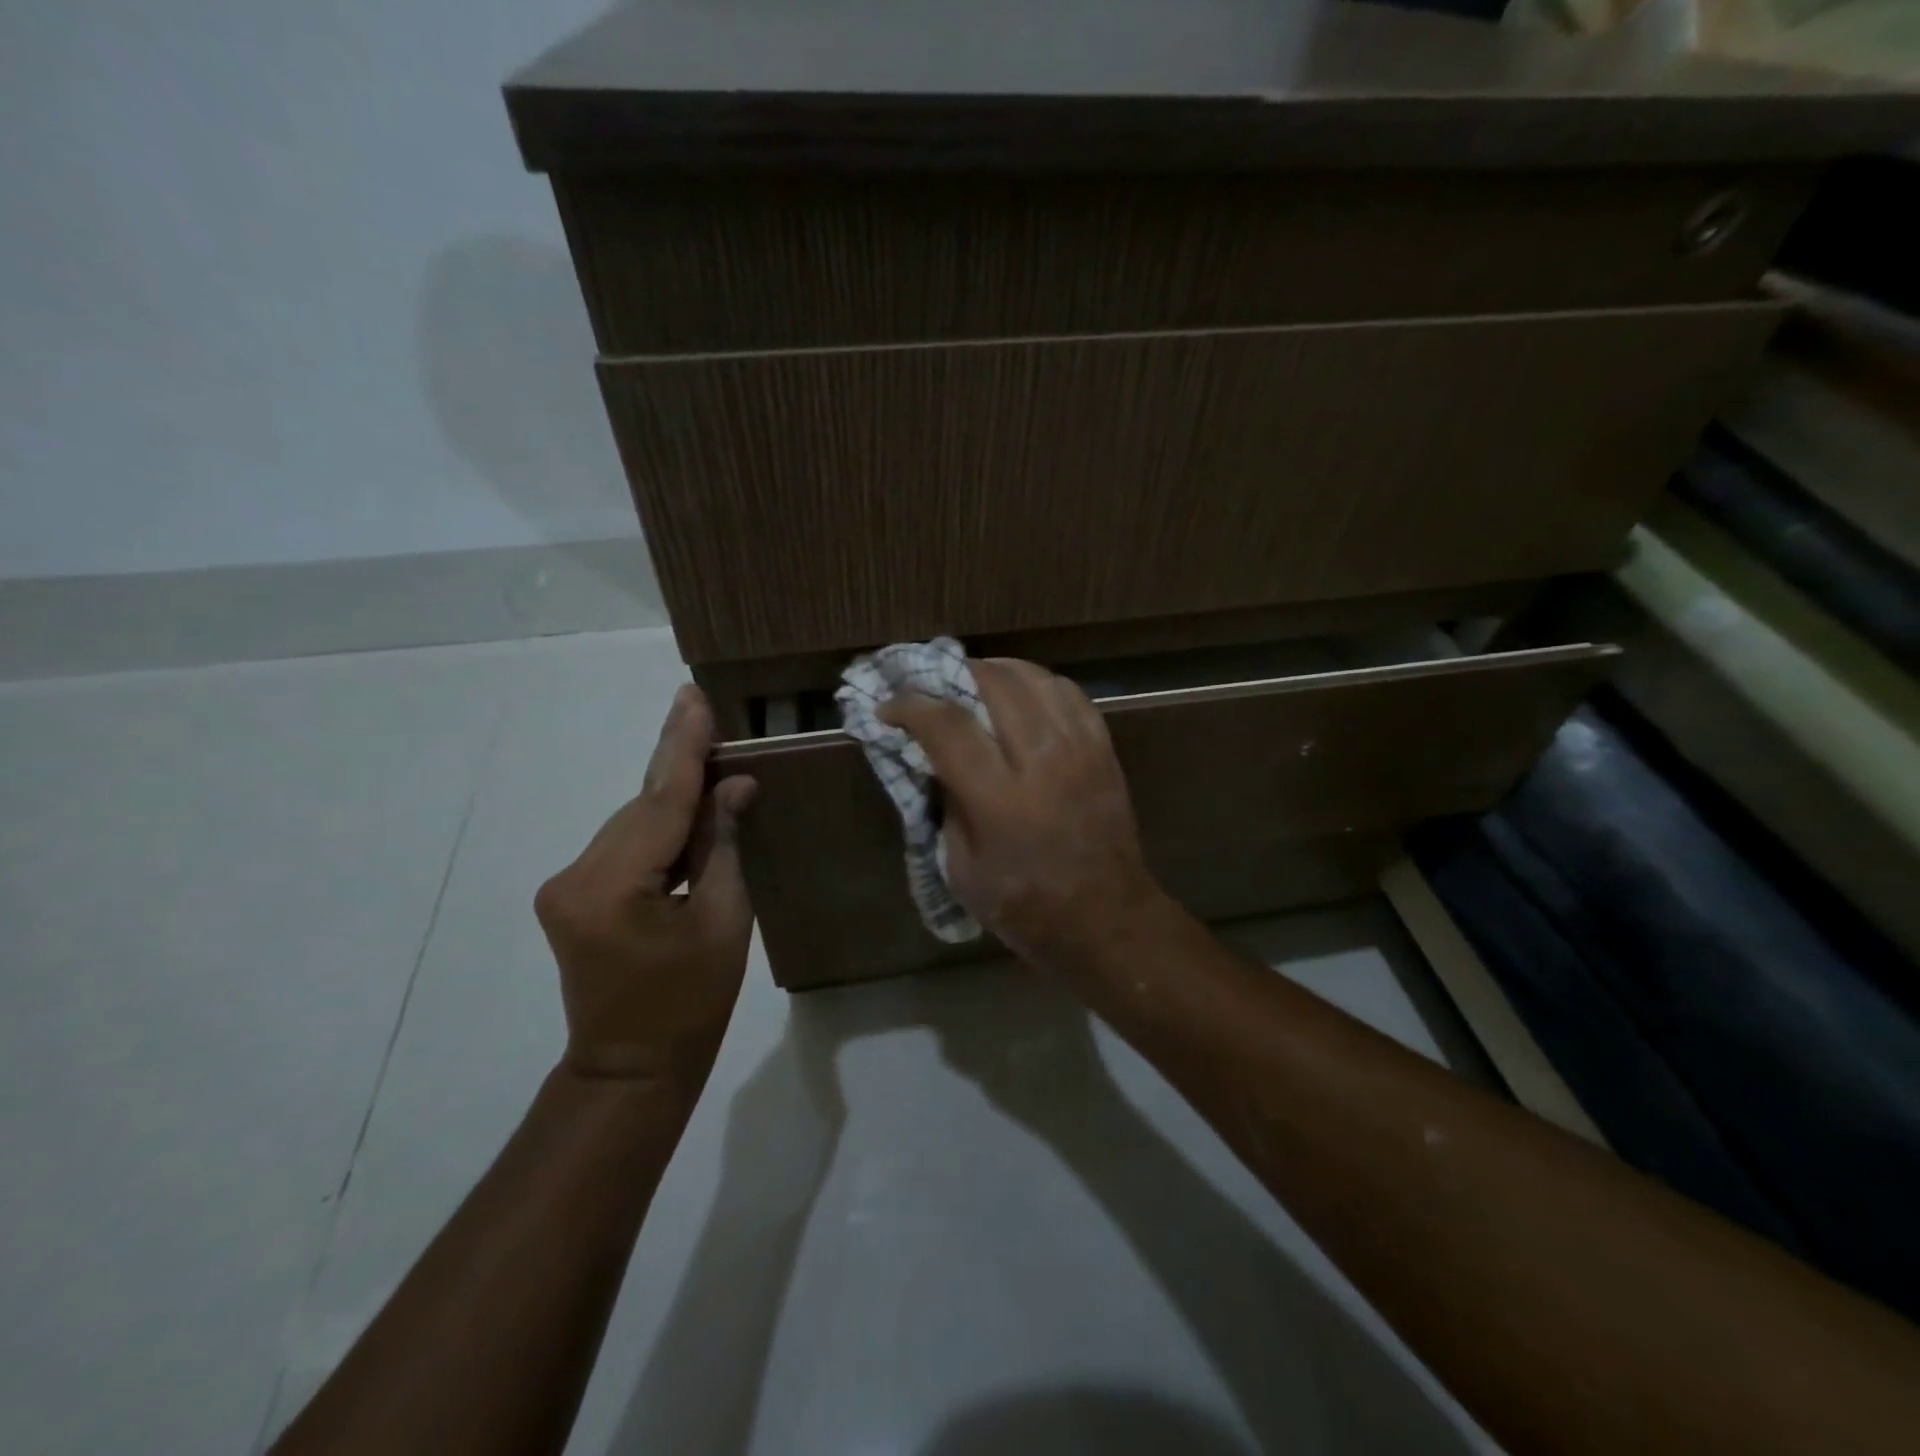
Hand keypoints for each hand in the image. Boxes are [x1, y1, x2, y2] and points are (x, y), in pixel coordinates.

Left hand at [534, 685, 757, 1087]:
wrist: (630, 1068)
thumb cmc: (691, 1003)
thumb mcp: (723, 921)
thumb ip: (724, 846)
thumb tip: (736, 786)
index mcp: (612, 886)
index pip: (660, 801)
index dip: (684, 747)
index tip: (693, 697)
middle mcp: (575, 875)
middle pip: (642, 807)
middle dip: (679, 764)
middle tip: (704, 711)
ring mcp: (565, 885)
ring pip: (632, 823)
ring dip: (672, 797)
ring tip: (711, 760)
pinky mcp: (570, 895)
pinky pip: (624, 845)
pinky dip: (658, 827)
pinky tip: (689, 810)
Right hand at [879, 658, 1168, 969]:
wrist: (1108, 920)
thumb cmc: (1026, 906)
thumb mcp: (962, 870)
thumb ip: (947, 806)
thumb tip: (936, 760)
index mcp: (1000, 799)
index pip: (948, 726)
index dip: (911, 706)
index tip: (889, 707)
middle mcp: (1042, 761)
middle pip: (994, 685)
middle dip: (954, 674)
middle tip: (932, 687)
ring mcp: (1079, 749)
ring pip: (1034, 679)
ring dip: (996, 671)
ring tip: (974, 683)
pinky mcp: (1103, 749)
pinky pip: (1069, 694)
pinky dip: (1038, 685)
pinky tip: (1022, 696)